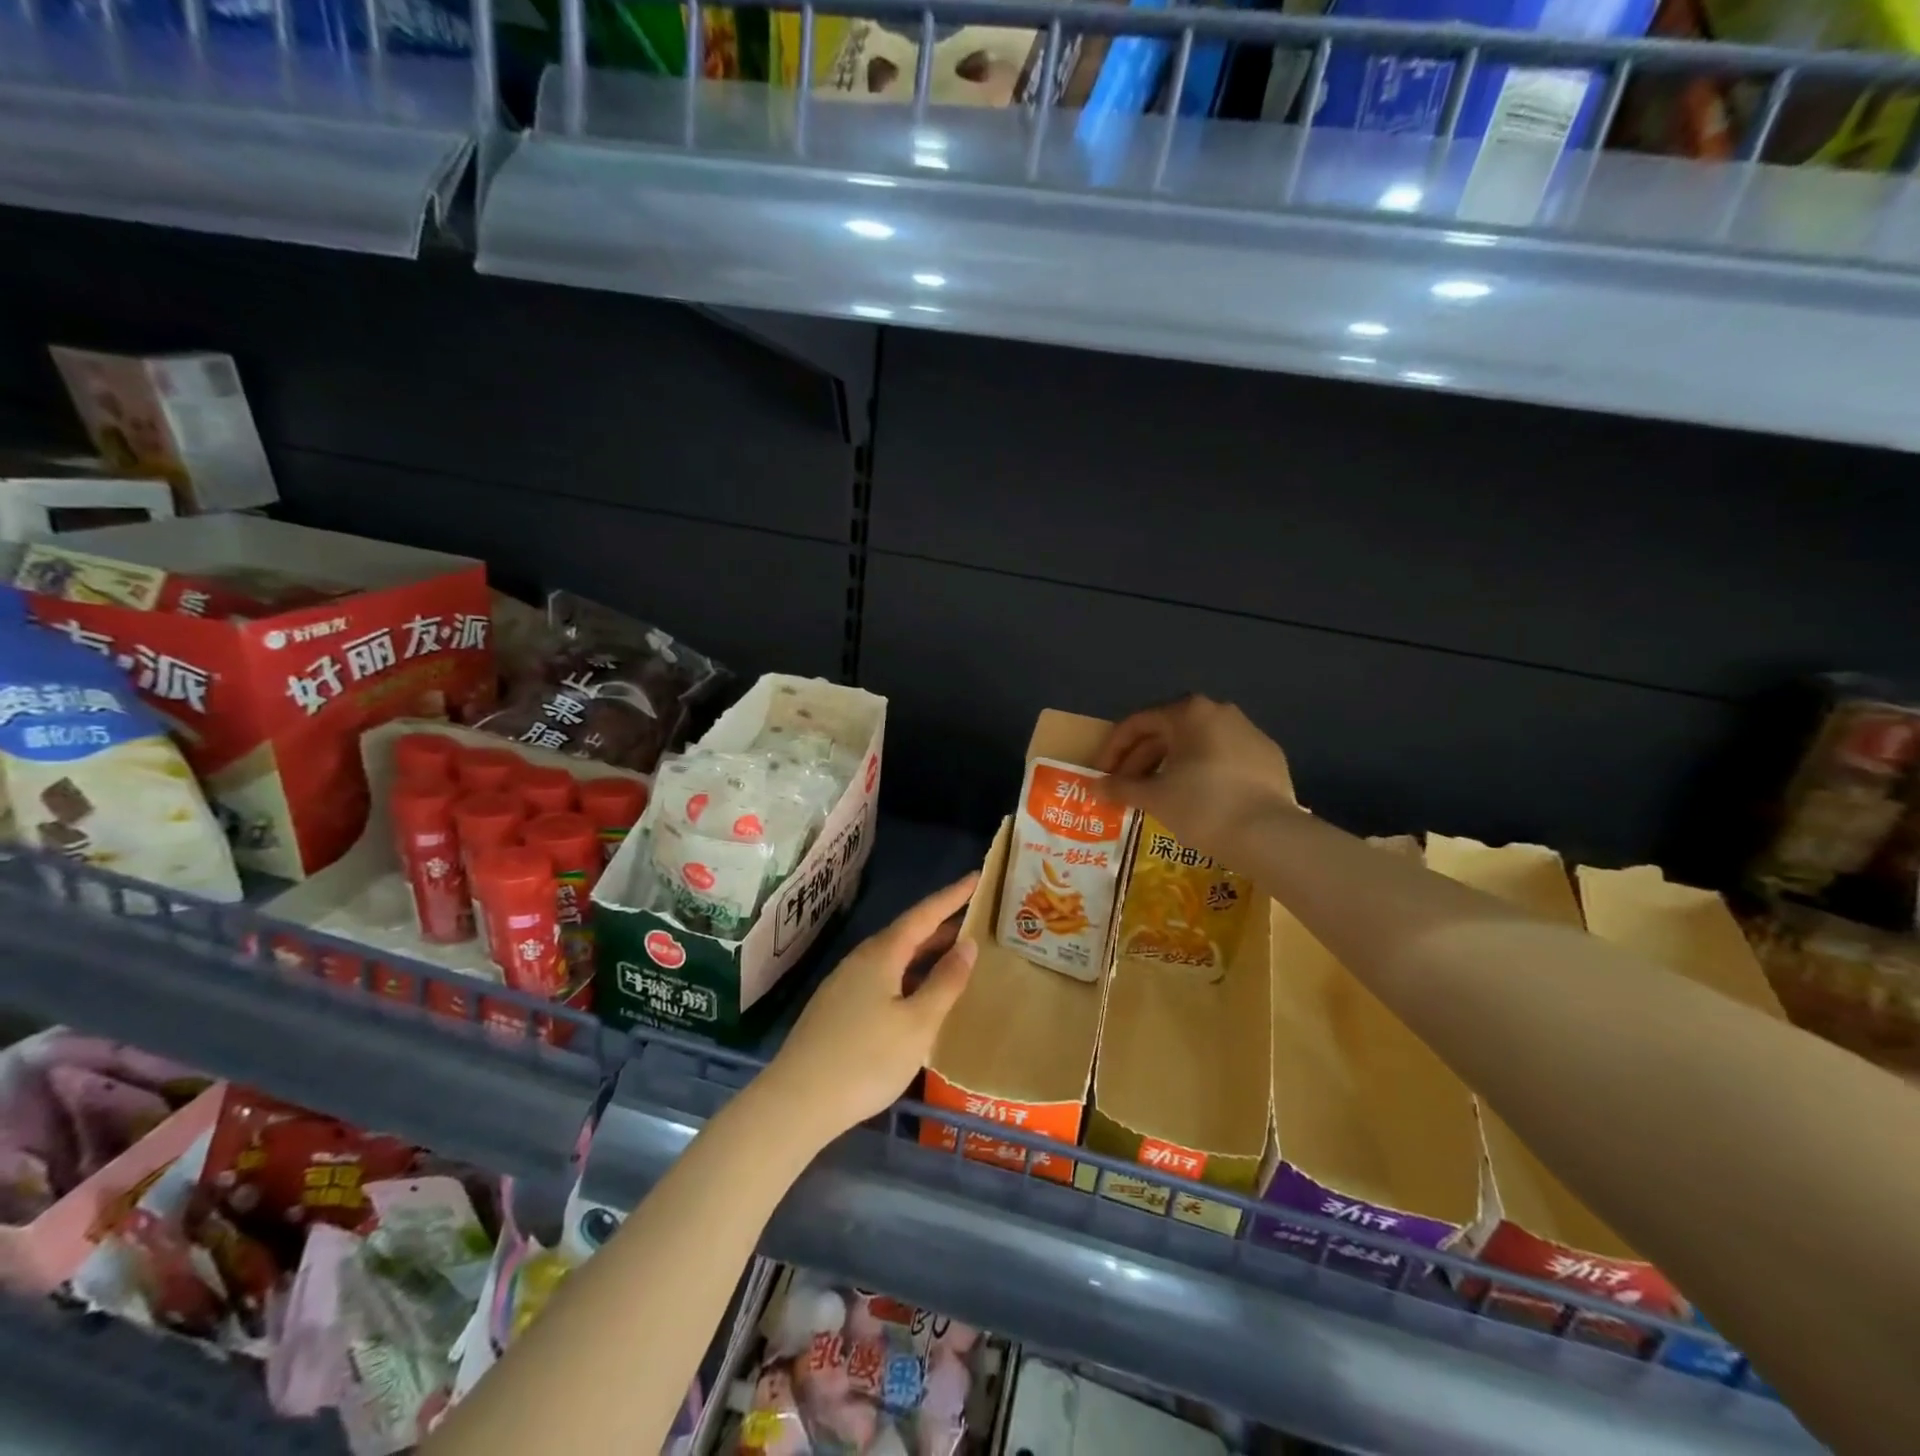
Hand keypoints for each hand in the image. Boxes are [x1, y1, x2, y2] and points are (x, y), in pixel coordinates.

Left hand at [763, 874, 979, 1147]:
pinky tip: (916, 994)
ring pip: (892, 957)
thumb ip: (945, 982)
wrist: (797, 1101)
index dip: (952, 896)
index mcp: (882, 955)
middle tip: (973, 919)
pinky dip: (906, 973)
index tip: (976, 877)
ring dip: (923, 951)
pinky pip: (880, 976)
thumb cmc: (866, 1060)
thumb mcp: (918, 1024)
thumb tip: (967, 945)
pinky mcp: (836, 1008)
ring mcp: (844, 984)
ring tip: (953, 954)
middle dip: (940, 924)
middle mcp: (860, 960)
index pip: (924, 915)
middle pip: (906, 933)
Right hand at [1094, 696, 1296, 863]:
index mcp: (1189, 712)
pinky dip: (1203, 774)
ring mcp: (1250, 733)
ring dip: (1170, 767)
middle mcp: (1220, 712)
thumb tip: (1095, 787)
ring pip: (1197, 745)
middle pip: (1168, 732)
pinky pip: (1224, 759)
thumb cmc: (1203, 806)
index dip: (1113, 750)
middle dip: (1141, 760)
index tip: (1101, 776)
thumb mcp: (1154, 797)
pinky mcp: (1269, 758)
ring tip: (1157, 796)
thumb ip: (1121, 787)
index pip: (1137, 724)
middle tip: (1125, 789)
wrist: (1270, 836)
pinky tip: (1197, 800)